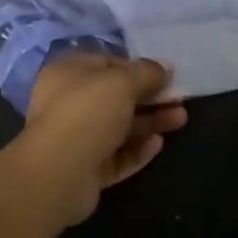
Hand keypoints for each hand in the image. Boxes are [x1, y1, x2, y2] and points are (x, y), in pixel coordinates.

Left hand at [4, 52, 186, 229]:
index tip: (165, 75)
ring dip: (150, 122)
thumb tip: (166, 67)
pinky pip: (116, 155)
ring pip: (120, 127)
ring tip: (180, 120)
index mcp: (69, 73)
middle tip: (180, 99)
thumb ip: (146, 72)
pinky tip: (158, 145)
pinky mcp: (85, 168)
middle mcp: (69, 102)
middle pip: (117, 97)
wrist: (57, 174)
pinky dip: (137, 149)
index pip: (108, 63)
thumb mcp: (122, 82)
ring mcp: (76, 138)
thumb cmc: (87, 113)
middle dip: (150, 97)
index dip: (138, 67)